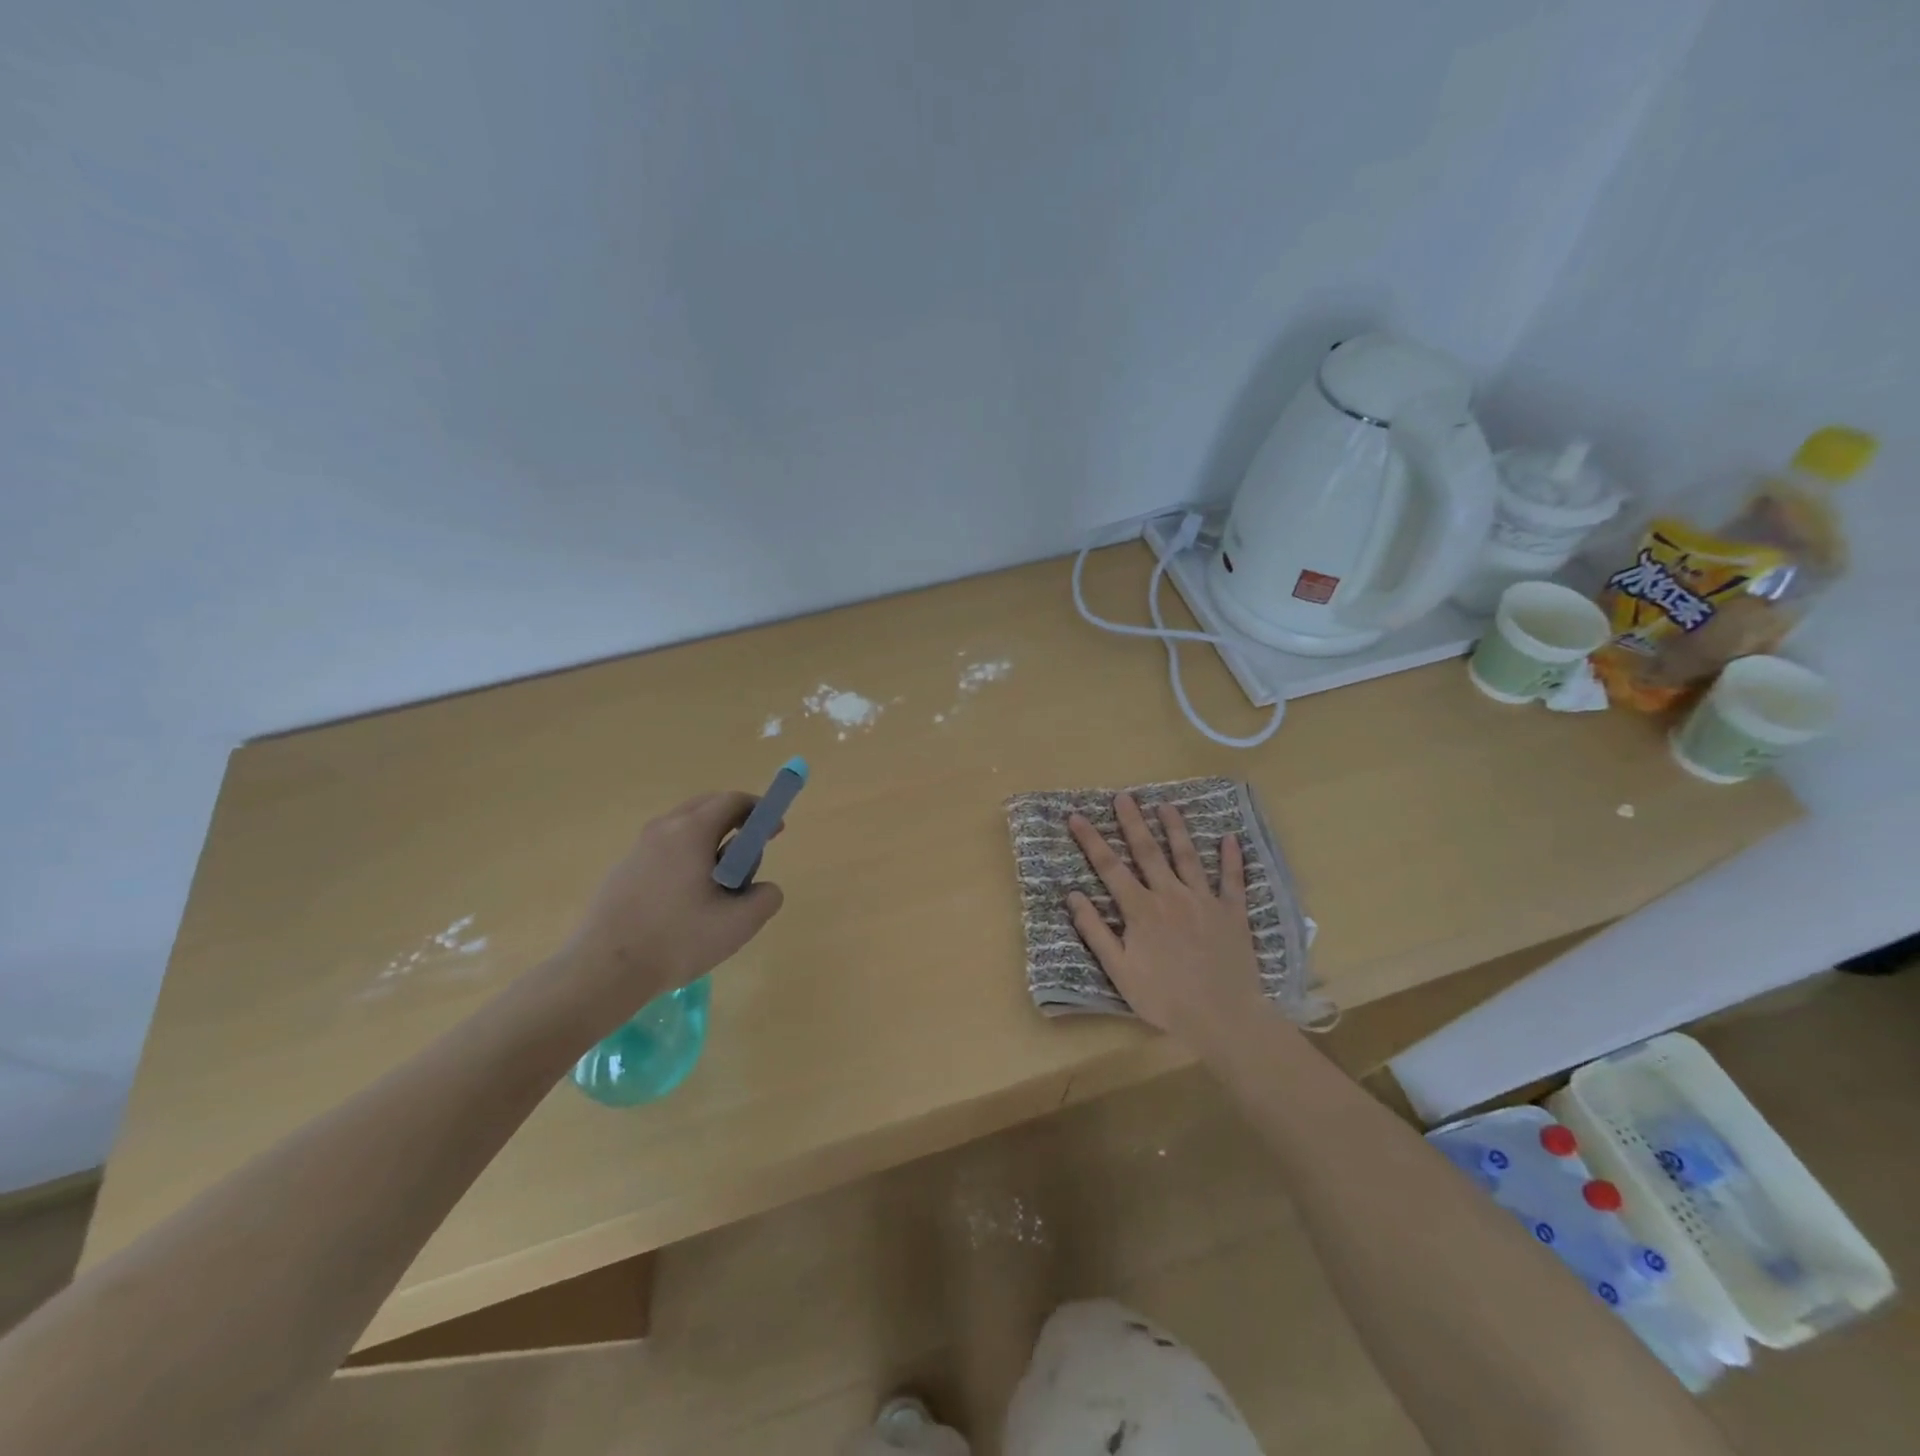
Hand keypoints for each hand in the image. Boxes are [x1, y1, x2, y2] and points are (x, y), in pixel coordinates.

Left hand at [558, 791, 784, 1019]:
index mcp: (692, 831)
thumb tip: (764, 888)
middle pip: (707, 807)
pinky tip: (687, 899)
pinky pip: (665, 849)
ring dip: (710, 841)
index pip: (733, 801)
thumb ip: (766, 898)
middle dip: (736, 821)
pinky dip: (686, 858)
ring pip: (684, 828)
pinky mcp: (623, 870)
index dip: (760, 811)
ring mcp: (638, 848)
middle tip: (750, 853)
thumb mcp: (739, 924)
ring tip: (719, 882)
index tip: (774, 833)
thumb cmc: (676, 941)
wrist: (603, 971)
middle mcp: (663, 829)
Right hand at [1065, 793, 1268, 1051]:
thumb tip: (1073, 896)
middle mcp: (1171, 895)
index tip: (1077, 817)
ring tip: (1166, 804)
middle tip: (1123, 796)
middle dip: (1132, 822)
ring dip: (1176, 828)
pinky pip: (1232, 880)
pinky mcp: (1232, 913)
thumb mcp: (1119, 971)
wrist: (1222, 1017)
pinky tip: (1230, 838)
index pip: (1109, 868)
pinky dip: (1231, 858)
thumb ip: (1096, 932)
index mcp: (1141, 910)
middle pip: (1148, 852)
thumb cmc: (1164, 998)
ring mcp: (1204, 901)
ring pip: (1188, 856)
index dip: (1091, 840)